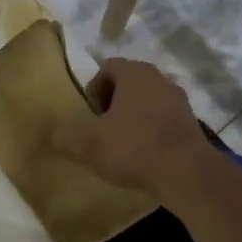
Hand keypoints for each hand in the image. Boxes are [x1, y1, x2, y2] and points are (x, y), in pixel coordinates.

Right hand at [49, 58, 209, 200]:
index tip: (89, 116)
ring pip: (147, 103)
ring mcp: (180, 101)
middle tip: (102, 130)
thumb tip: (48, 133)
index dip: (93, 89)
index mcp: (135, 73)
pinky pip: (163, 121)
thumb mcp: (87, 143)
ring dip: (133, 119)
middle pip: (128, 84)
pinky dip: (151, 133)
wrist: (186, 174)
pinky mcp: (192, 125)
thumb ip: (63, 135)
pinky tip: (144, 157)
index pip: (107, 67)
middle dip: (112, 104)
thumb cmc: (133, 147)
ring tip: (122, 146)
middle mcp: (160, 79)